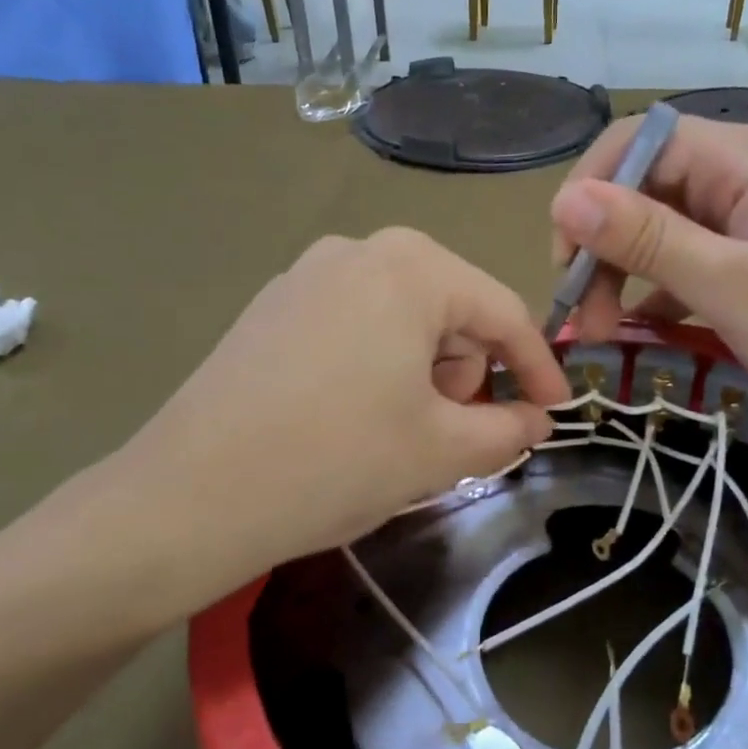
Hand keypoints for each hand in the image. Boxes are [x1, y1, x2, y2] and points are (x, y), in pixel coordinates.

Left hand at [98, 229, 568, 613]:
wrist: (190, 497)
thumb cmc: (338, 461)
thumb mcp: (442, 450)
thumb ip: (508, 429)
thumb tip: (536, 420)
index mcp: (411, 267)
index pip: (503, 312)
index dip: (539, 368)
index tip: (557, 413)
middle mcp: (358, 250)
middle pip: (450, 311)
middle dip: (468, 374)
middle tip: (455, 436)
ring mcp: (305, 275)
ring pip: (402, 320)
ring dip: (424, 375)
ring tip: (400, 434)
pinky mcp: (270, 309)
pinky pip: (354, 328)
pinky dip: (378, 368)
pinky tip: (352, 419)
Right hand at [549, 113, 747, 429]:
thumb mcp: (731, 287)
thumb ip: (648, 240)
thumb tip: (565, 201)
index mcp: (742, 159)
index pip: (636, 142)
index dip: (588, 193)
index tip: (565, 263)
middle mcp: (744, 172)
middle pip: (645, 187)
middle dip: (604, 248)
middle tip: (586, 319)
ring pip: (662, 226)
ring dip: (625, 274)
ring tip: (607, 333)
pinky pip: (690, 257)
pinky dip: (659, 289)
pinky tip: (643, 328)